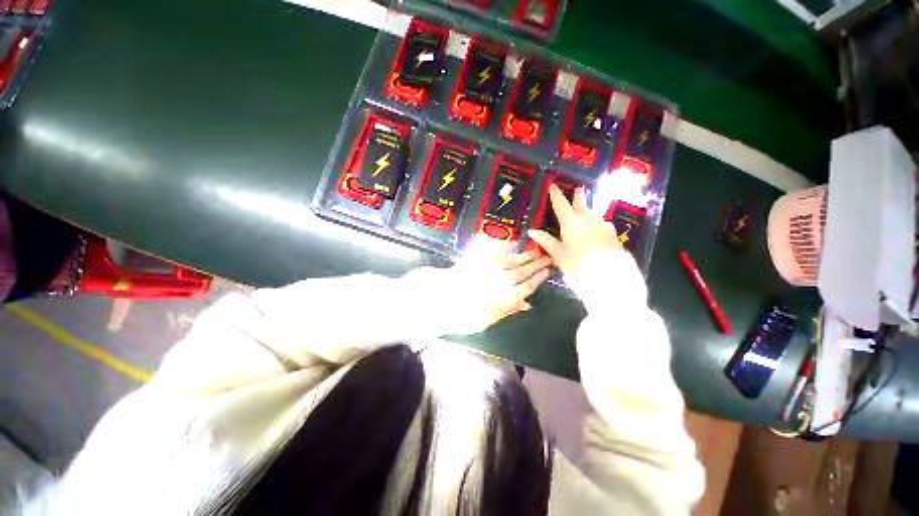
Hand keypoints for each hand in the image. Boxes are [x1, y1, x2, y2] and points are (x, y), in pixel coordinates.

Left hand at [455, 239, 551, 325]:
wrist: (446, 297)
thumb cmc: (468, 314)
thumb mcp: (492, 317)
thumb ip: (511, 309)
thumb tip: (528, 305)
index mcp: (509, 296)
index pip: (529, 285)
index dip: (539, 278)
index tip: (547, 271)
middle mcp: (505, 279)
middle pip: (524, 271)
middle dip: (537, 264)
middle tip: (548, 257)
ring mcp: (493, 267)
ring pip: (514, 260)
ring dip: (526, 255)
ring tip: (536, 251)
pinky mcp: (481, 258)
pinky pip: (497, 250)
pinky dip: (506, 246)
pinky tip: (513, 242)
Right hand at [528, 184, 623, 276]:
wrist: (611, 277)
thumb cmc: (579, 266)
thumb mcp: (559, 255)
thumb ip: (546, 241)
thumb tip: (532, 231)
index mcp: (571, 223)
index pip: (561, 205)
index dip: (556, 195)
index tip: (553, 186)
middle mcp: (588, 220)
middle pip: (582, 204)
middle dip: (579, 197)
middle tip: (579, 189)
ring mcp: (603, 226)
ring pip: (593, 214)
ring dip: (588, 210)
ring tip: (585, 210)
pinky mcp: (613, 234)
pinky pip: (602, 224)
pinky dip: (596, 222)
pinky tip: (597, 229)